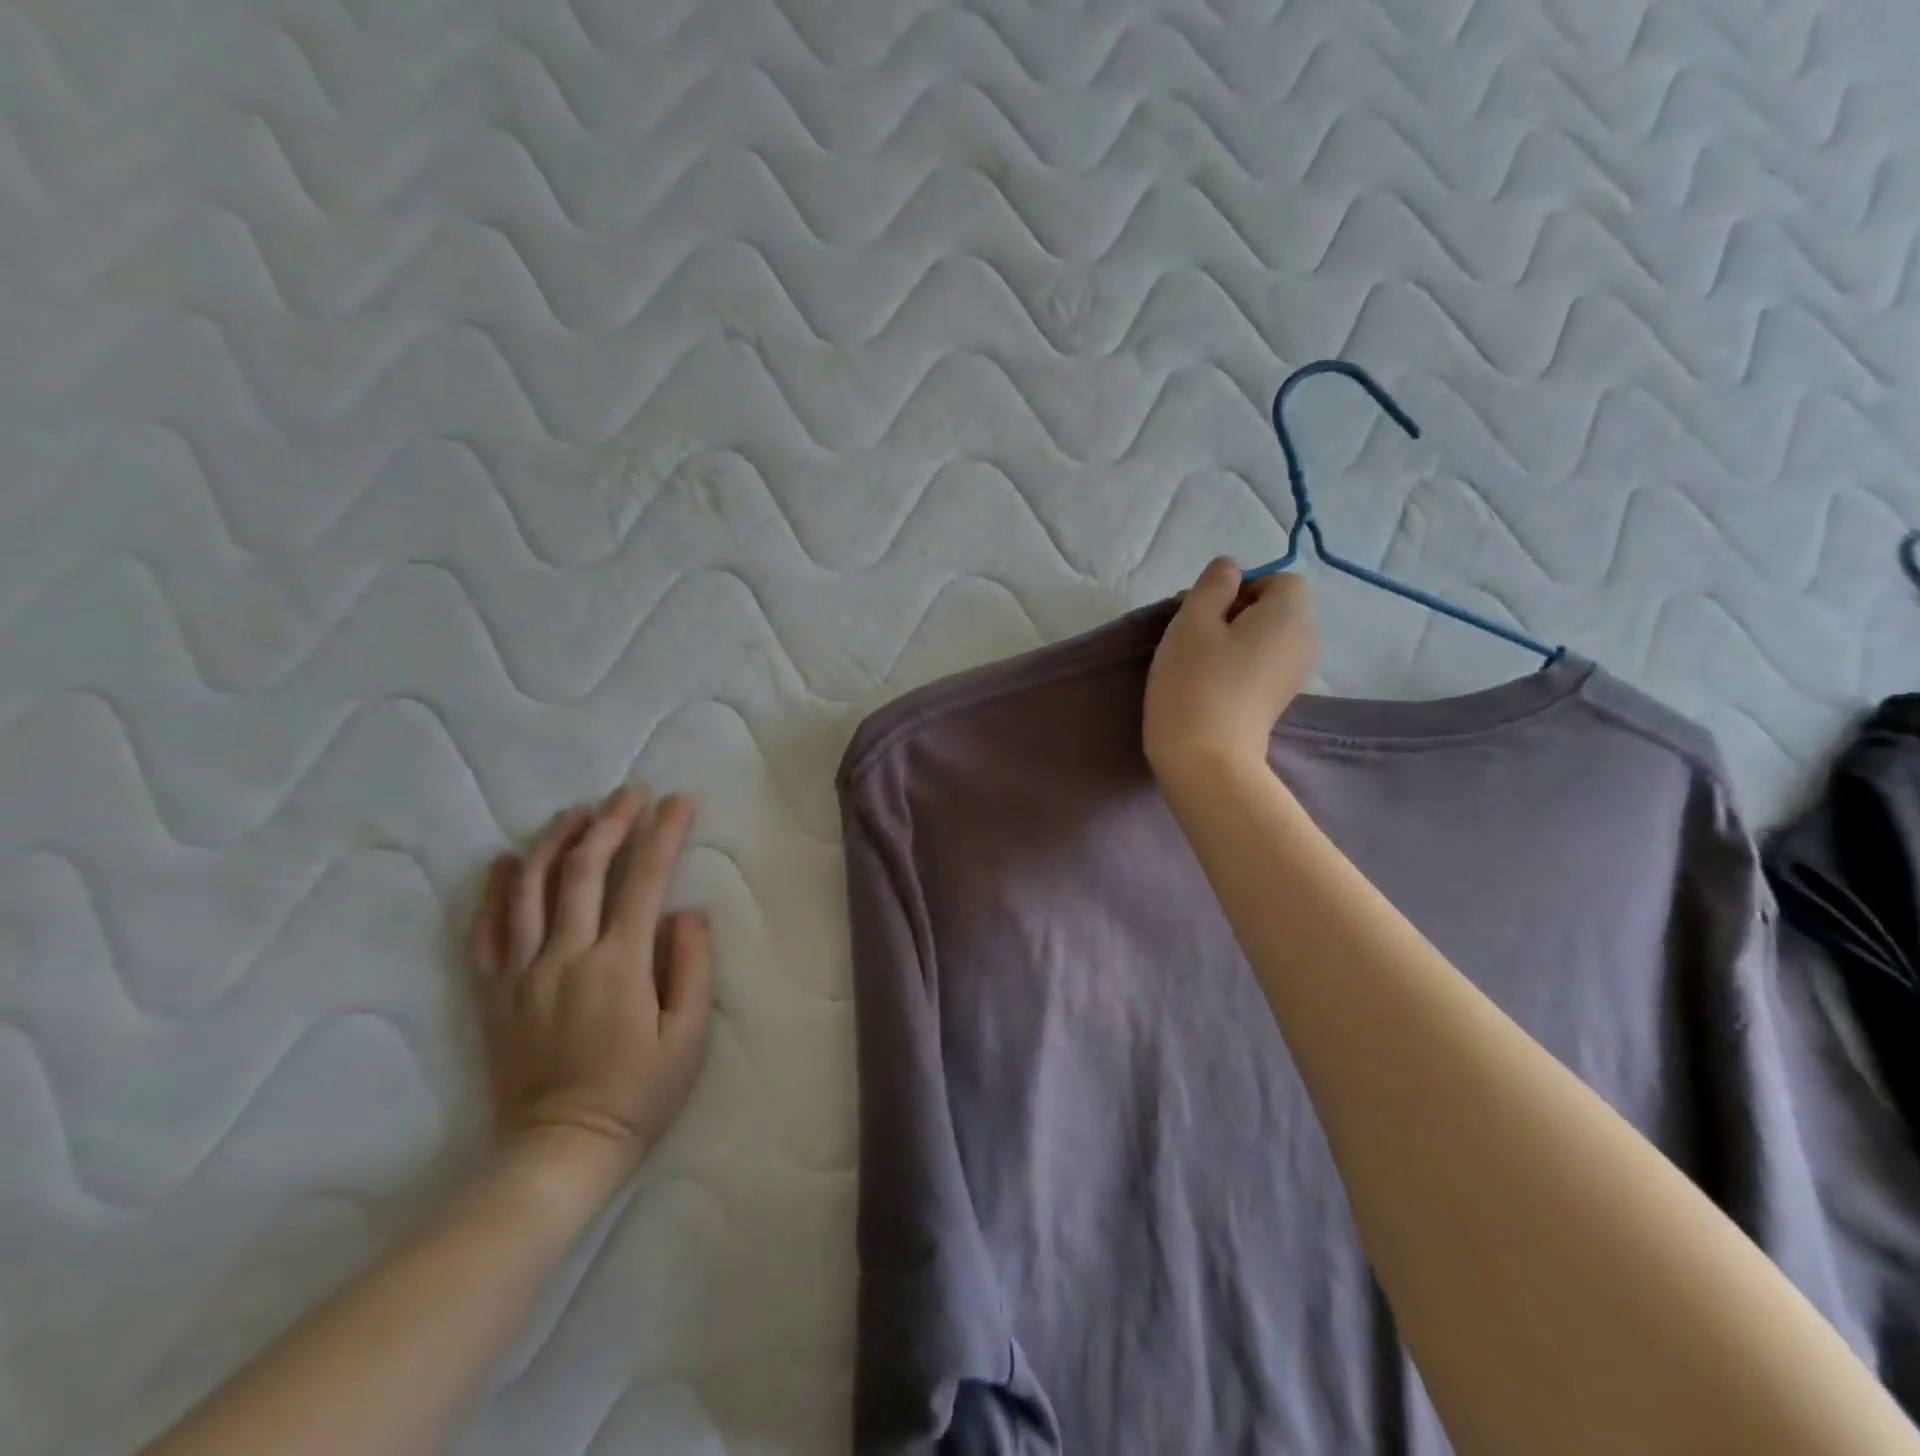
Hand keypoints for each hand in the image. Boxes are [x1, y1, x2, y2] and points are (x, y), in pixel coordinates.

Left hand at [469, 785, 712, 1178]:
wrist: (558, 1150)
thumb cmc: (637, 1093)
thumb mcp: (688, 1038)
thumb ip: (692, 967)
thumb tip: (687, 912)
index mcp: (618, 965)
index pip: (643, 880)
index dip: (662, 834)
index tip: (679, 801)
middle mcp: (565, 956)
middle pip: (584, 870)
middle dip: (611, 822)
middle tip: (630, 792)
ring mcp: (522, 973)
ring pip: (530, 889)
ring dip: (555, 841)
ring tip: (576, 811)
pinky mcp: (494, 993)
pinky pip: (485, 931)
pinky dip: (495, 891)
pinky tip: (508, 861)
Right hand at [1144, 558, 1317, 775]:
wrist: (1206, 757)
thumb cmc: (1195, 681)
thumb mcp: (1192, 620)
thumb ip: (1213, 584)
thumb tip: (1230, 569)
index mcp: (1291, 614)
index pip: (1279, 579)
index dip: (1243, 586)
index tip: (1206, 610)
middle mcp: (1305, 640)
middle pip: (1275, 608)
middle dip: (1236, 611)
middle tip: (1193, 632)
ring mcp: (1295, 674)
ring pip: (1266, 637)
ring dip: (1234, 638)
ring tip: (1197, 659)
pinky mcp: (1278, 700)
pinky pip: (1263, 663)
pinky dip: (1240, 663)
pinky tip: (1210, 682)